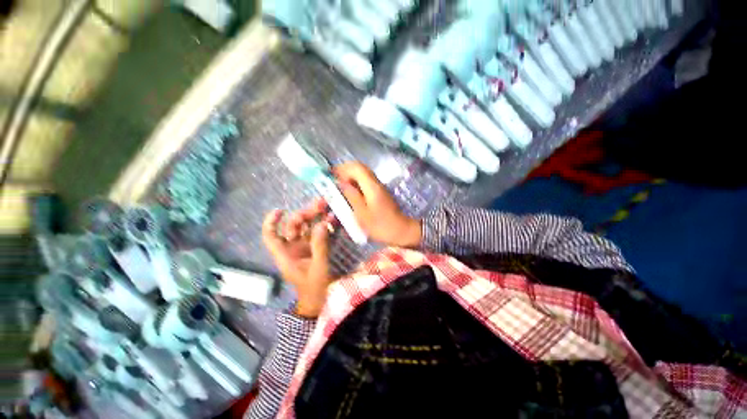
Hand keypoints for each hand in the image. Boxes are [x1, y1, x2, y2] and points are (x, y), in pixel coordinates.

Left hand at [262, 198, 333, 317]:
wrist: (320, 300)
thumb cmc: (314, 288)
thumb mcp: (318, 268)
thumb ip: (320, 246)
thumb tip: (321, 224)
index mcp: (285, 255)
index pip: (271, 236)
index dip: (272, 222)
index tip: (281, 210)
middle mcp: (293, 248)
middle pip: (293, 227)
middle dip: (305, 214)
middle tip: (320, 205)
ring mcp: (305, 248)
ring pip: (307, 227)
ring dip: (316, 217)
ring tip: (327, 207)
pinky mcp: (315, 248)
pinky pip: (318, 233)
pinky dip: (325, 225)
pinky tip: (333, 219)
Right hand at [333, 162, 421, 247]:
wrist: (401, 230)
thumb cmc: (381, 226)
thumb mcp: (362, 214)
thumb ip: (351, 196)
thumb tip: (341, 183)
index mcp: (372, 186)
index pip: (356, 167)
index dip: (342, 168)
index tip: (330, 175)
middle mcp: (376, 182)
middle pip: (360, 168)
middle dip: (344, 171)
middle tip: (333, 180)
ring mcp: (379, 187)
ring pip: (362, 175)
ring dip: (350, 177)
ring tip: (338, 187)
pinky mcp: (380, 192)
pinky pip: (365, 182)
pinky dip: (356, 184)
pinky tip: (349, 193)